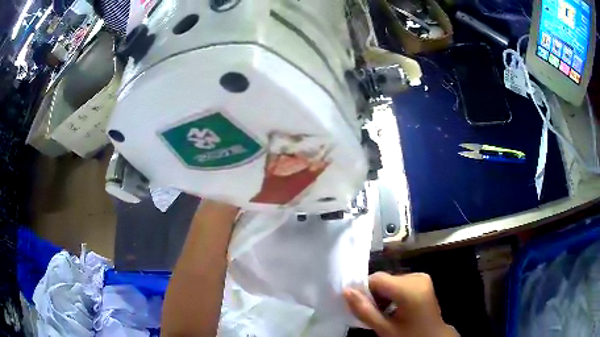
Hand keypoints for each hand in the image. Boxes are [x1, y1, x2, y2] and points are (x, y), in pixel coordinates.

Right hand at [343, 272, 458, 336]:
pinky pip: (399, 282)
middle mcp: (417, 277)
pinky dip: (391, 293)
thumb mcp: (385, 329)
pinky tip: (392, 308)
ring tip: (383, 313)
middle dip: (374, 295)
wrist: (433, 336)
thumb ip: (364, 311)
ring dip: (382, 295)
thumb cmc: (409, 335)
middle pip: (384, 279)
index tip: (360, 307)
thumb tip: (346, 291)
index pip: (377, 278)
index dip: (364, 290)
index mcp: (410, 288)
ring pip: (390, 281)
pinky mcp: (422, 280)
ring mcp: (422, 277)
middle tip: (373, 314)